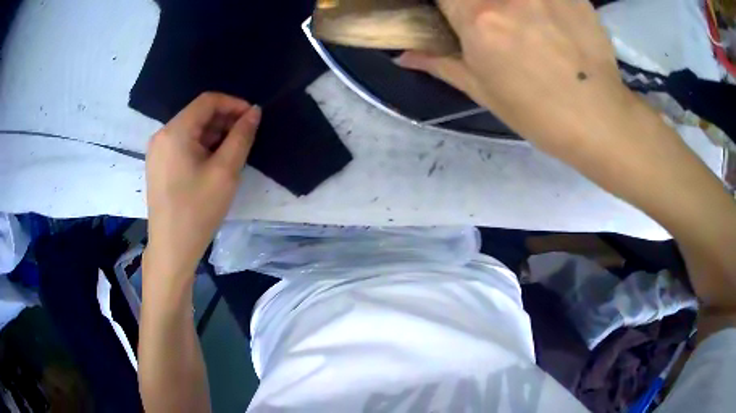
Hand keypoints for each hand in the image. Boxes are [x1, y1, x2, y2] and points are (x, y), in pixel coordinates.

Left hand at [144, 92, 260, 280]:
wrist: (172, 248)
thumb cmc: (198, 210)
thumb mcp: (225, 171)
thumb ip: (242, 136)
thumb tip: (254, 112)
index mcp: (175, 131)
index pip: (208, 101)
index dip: (234, 104)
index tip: (253, 119)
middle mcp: (162, 135)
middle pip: (198, 114)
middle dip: (225, 120)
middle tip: (246, 137)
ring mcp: (157, 151)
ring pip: (191, 130)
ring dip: (214, 134)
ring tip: (233, 152)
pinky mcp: (158, 166)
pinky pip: (182, 145)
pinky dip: (201, 147)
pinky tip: (214, 163)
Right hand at [397, 0, 639, 160]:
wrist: (599, 119)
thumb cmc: (538, 113)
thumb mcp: (483, 91)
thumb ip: (440, 63)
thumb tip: (403, 55)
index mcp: (477, 20)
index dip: (446, 3)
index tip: (452, 12)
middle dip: (476, 4)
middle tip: (489, 19)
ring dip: (509, 5)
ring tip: (520, 21)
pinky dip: (538, 2)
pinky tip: (545, 16)